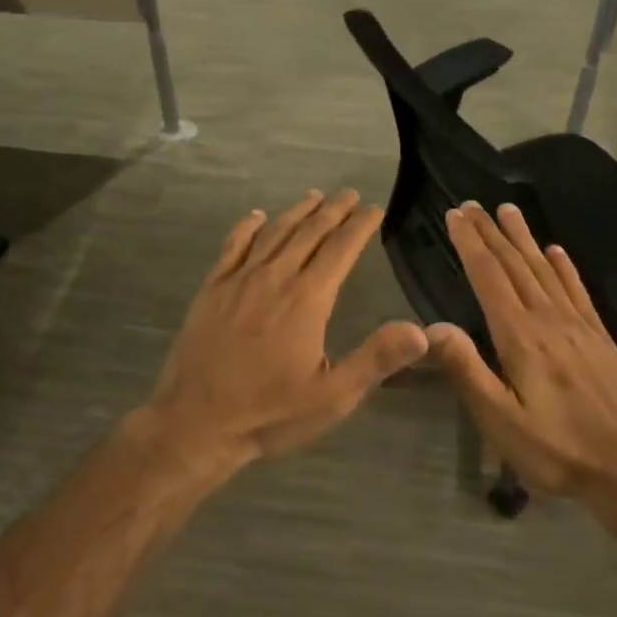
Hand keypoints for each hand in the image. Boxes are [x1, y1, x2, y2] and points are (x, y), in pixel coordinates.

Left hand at [135, 191, 428, 473]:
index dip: (359, 226)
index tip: (373, 208)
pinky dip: (247, 227)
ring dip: (296, 212)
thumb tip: (421, 330)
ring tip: (314, 197)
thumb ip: (376, 359)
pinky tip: (256, 216)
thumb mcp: (332, 396)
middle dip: (332, 210)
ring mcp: (238, 280)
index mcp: (307, 299)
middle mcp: (274, 278)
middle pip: (308, 232)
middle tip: (349, 194)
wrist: (195, 422)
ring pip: (273, 233)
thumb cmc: (269, 412)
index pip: (340, 249)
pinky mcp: (212, 289)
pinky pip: (233, 246)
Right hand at [427, 201, 616, 495]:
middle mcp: (549, 319)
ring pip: (545, 270)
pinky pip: (577, 290)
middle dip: (491, 232)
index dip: (470, 244)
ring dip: (524, 238)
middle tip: (473, 203)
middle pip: (515, 265)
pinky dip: (564, 266)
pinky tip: (556, 250)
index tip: (455, 215)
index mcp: (520, 337)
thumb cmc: (557, 449)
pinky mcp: (600, 338)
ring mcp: (579, 326)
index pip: (489, 278)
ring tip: (509, 210)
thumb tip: (433, 327)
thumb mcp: (501, 421)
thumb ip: (467, 371)